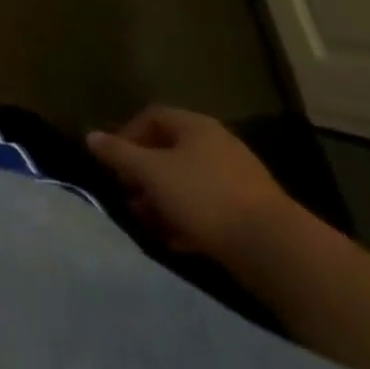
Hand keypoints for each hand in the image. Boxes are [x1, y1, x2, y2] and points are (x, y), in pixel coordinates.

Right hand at [86, 106, 302, 262]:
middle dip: (144, 174)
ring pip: (188, 183)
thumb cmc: (205, 198)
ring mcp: (238, 181)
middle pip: (169, 152)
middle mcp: (217, 146)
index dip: (127, 135)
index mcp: (195, 126)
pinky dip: (187, 220)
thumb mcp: (152, 173)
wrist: (278, 251)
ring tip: (147, 223)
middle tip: (128, 196)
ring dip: (163, 200)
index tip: (114, 162)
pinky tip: (175, 242)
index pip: (151, 116)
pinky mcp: (251, 215)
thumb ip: (119, 154)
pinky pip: (208, 209)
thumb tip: (91, 136)